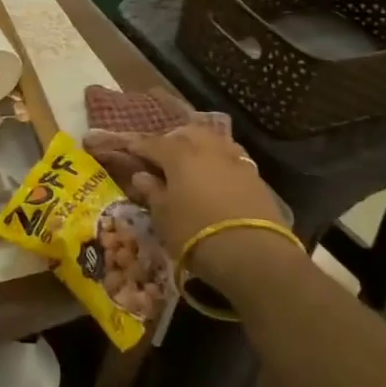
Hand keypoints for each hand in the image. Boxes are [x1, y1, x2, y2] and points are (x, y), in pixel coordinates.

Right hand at [118, 125, 290, 259]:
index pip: (153, 143)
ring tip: (191, 161)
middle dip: (172, 139)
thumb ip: (152, 191)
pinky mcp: (255, 177)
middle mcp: (207, 149)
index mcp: (179, 154)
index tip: (129, 149)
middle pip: (187, 133)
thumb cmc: (195, 231)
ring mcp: (235, 160)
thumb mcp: (163, 215)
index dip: (139, 146)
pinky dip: (219, 162)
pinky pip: (231, 158)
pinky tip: (216, 175)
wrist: (252, 252)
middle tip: (162, 154)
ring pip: (213, 141)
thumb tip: (141, 176)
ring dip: (199, 146)